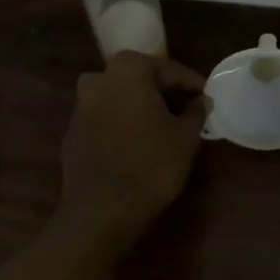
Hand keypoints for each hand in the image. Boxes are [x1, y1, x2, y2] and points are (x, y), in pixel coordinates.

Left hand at [58, 51, 208, 249]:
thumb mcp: (185, 137)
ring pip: (120, 99)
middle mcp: (98, 79)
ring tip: (165, 128)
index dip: (191, 84)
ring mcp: (80, 106)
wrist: (102, 210)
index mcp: (128, 70)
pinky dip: (123, 125)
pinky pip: (105, 120)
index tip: (207, 96)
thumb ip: (195, 111)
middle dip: (164, 93)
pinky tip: (139, 144)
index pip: (168, 70)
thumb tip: (200, 101)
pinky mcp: (72, 133)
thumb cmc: (151, 164)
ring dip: (141, 108)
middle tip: (187, 110)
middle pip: (140, 80)